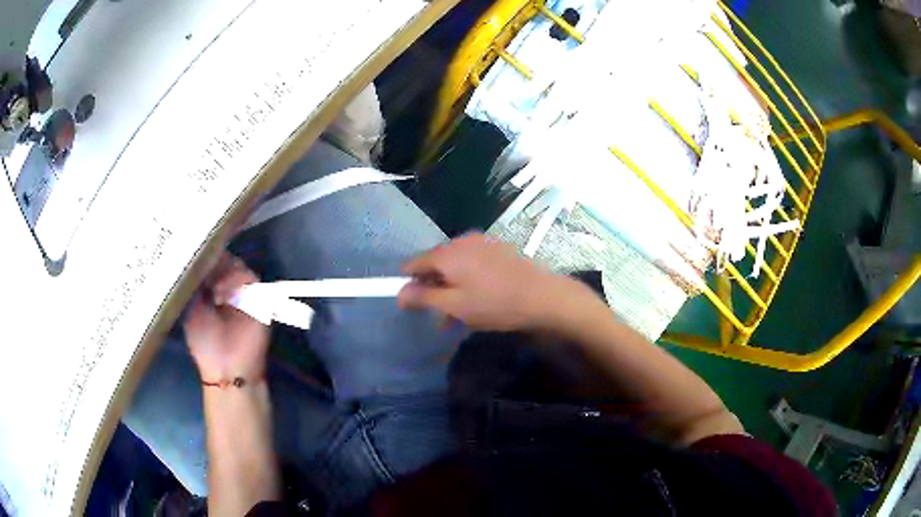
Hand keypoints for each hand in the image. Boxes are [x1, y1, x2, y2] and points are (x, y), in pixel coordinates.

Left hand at [185, 253, 269, 382]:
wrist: (227, 370)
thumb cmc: (205, 344)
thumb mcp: (191, 310)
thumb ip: (195, 285)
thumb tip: (196, 259)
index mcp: (212, 289)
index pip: (211, 263)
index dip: (206, 255)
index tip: (196, 251)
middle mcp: (229, 287)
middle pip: (226, 260)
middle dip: (215, 261)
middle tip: (205, 268)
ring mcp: (245, 293)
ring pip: (238, 266)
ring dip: (224, 273)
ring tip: (213, 291)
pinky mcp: (260, 299)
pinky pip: (251, 279)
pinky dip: (235, 281)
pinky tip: (222, 296)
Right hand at [398, 233, 577, 331]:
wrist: (543, 296)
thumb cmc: (495, 304)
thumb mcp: (455, 306)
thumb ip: (424, 298)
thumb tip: (399, 292)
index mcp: (447, 253)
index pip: (414, 264)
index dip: (409, 284)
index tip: (414, 305)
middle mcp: (461, 242)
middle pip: (435, 263)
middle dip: (433, 288)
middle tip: (440, 316)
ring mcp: (482, 243)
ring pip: (455, 265)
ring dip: (452, 287)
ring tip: (461, 315)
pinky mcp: (498, 249)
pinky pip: (473, 263)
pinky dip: (468, 279)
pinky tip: (479, 299)